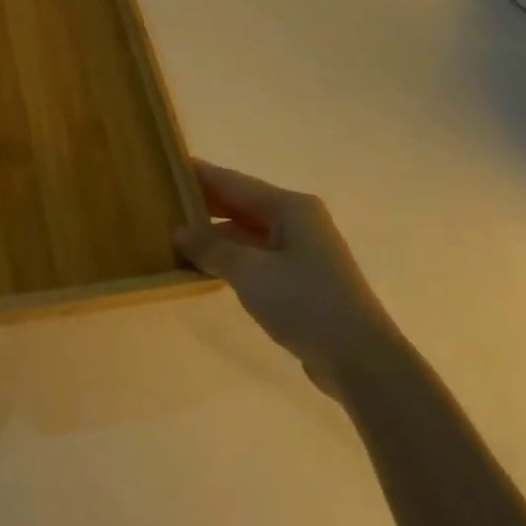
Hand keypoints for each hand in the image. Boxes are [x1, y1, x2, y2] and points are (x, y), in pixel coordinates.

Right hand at [175, 160, 393, 392]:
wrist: (361, 360)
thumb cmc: (305, 302)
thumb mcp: (250, 272)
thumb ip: (212, 247)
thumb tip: (180, 232)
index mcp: (290, 207)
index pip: (235, 182)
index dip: (201, 175)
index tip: (168, 166)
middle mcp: (298, 221)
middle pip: (243, 205)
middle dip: (205, 205)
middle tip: (164, 202)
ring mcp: (303, 252)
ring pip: (249, 233)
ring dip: (216, 236)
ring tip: (176, 236)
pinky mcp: (302, 280)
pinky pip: (258, 258)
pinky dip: (232, 258)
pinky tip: (207, 267)